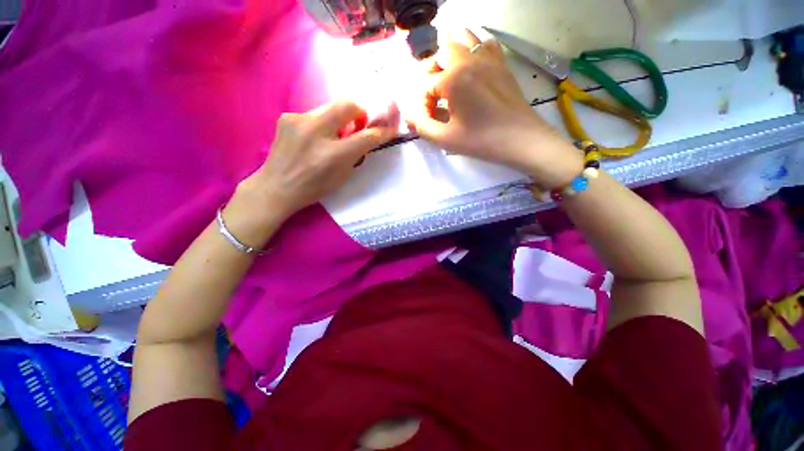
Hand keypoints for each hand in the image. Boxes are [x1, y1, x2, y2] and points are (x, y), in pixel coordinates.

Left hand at [224, 101, 395, 245]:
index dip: (382, 131)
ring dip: (339, 119)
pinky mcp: (287, 116)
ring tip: (333, 136)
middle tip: (358, 125)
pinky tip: (314, 138)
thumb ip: (356, 154)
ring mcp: (299, 120)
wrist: (277, 186)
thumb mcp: (342, 176)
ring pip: (330, 107)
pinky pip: (314, 113)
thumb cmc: (314, 188)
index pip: (366, 136)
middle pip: (348, 104)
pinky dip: (321, 123)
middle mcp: (316, 132)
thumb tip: (366, 135)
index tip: (390, 128)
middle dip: (360, 112)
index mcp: (334, 155)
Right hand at [408, 30, 581, 187]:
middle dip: (431, 73)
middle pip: (441, 53)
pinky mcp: (501, 64)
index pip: (426, 85)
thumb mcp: (446, 139)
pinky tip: (471, 66)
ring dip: (449, 54)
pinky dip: (473, 49)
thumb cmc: (481, 140)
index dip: (422, 104)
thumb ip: (422, 126)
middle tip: (433, 95)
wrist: (520, 139)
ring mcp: (487, 59)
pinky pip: (484, 44)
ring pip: (463, 39)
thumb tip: (409, 116)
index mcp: (453, 79)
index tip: (428, 121)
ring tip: (447, 76)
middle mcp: (468, 61)